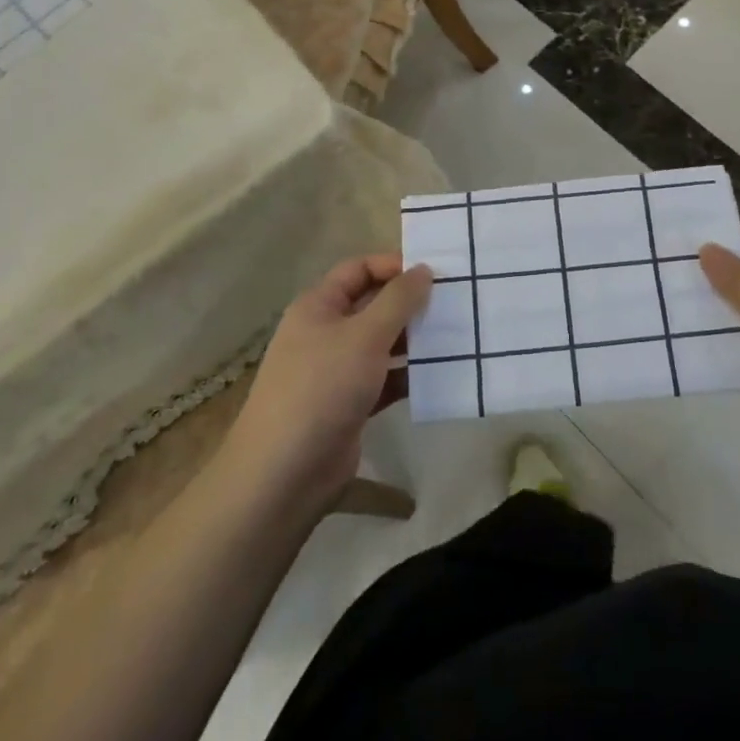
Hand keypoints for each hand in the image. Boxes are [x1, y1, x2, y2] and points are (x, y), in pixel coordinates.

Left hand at [225, 254, 430, 510]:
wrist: (284, 474)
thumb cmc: (322, 388)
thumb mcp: (365, 335)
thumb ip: (398, 300)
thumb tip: (423, 268)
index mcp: (319, 306)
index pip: (359, 269)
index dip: (393, 266)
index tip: (434, 274)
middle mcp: (326, 332)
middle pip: (373, 305)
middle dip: (410, 303)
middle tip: (454, 303)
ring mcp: (337, 370)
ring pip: (382, 344)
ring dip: (414, 340)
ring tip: (456, 336)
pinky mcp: (350, 405)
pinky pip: (385, 379)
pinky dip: (408, 376)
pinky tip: (440, 375)